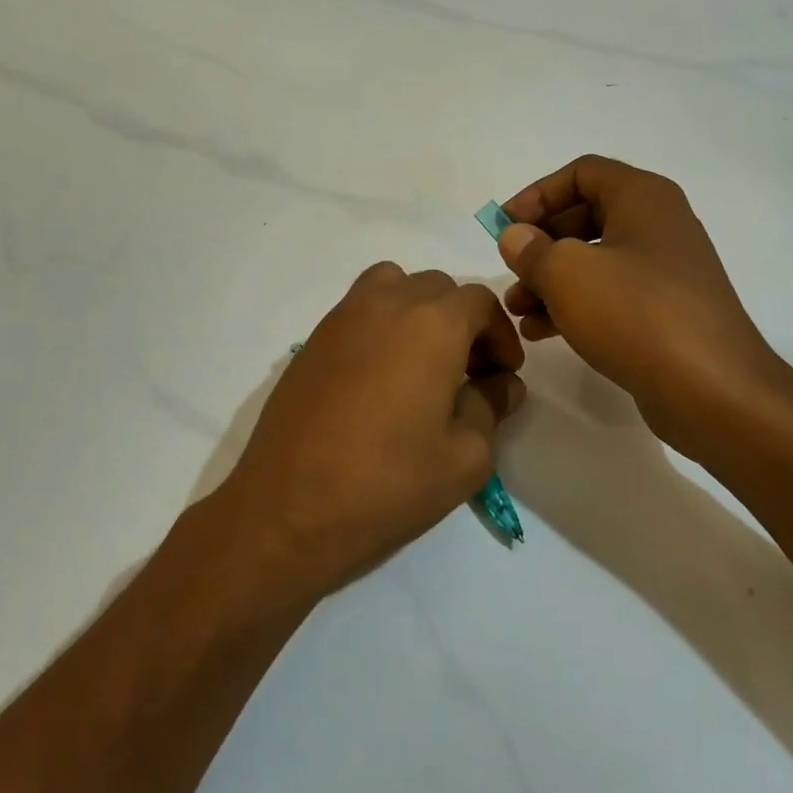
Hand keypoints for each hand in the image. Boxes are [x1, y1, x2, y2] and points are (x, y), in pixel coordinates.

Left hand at [213, 263, 525, 601]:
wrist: (289, 506)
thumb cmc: (387, 482)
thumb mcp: (465, 457)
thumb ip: (491, 407)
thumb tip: (501, 384)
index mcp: (432, 324)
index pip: (479, 301)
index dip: (500, 334)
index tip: (503, 374)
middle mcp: (386, 304)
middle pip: (437, 287)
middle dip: (462, 321)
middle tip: (468, 371)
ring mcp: (342, 317)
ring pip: (392, 285)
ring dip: (416, 310)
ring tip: (421, 361)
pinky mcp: (313, 339)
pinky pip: (358, 309)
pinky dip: (380, 323)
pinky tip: (379, 377)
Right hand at [498, 155, 792, 452]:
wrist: (713, 391)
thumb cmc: (635, 314)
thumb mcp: (567, 273)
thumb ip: (531, 249)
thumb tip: (517, 237)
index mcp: (643, 198)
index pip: (582, 173)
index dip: (537, 193)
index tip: (507, 226)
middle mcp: (658, 225)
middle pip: (585, 216)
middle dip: (540, 243)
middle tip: (510, 269)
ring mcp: (665, 271)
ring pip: (594, 261)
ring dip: (550, 280)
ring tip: (517, 310)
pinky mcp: (665, 312)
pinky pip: (610, 295)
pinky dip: (575, 305)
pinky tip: (542, 332)